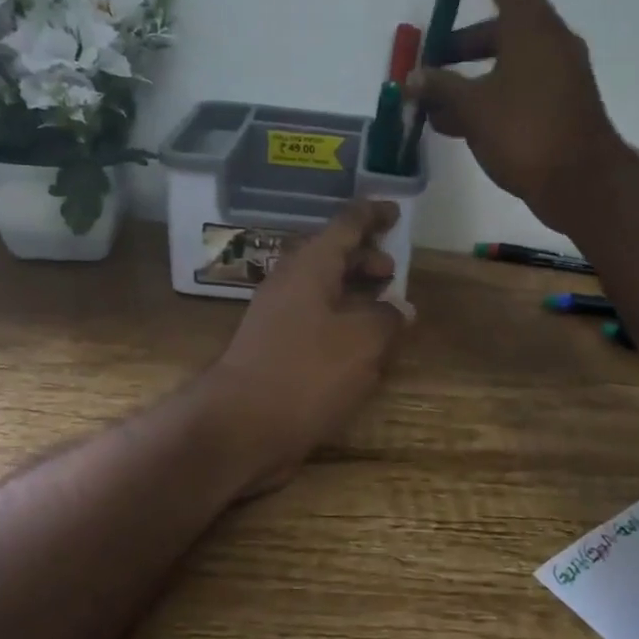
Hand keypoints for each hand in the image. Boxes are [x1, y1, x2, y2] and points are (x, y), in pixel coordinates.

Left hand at [204, 199, 407, 494]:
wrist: (239, 427)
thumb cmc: (306, 373)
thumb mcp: (363, 341)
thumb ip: (388, 317)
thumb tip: (400, 309)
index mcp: (310, 267)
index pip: (345, 224)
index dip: (373, 215)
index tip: (396, 211)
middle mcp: (290, 284)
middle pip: (332, 256)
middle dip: (365, 259)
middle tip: (393, 273)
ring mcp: (278, 318)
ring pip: (324, 291)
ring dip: (355, 294)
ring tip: (385, 311)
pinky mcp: (276, 350)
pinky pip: (315, 322)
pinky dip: (341, 324)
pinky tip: (361, 349)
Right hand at [405, 0, 625, 230]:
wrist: (583, 184)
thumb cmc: (527, 134)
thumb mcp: (474, 108)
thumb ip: (441, 88)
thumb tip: (415, 79)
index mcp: (532, 28)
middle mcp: (548, 43)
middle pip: (499, 27)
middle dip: (459, 44)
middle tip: (428, 61)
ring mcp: (556, 76)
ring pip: (504, 63)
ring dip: (467, 77)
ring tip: (431, 104)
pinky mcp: (557, 106)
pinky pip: (514, 89)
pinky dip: (485, 97)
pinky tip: (455, 125)